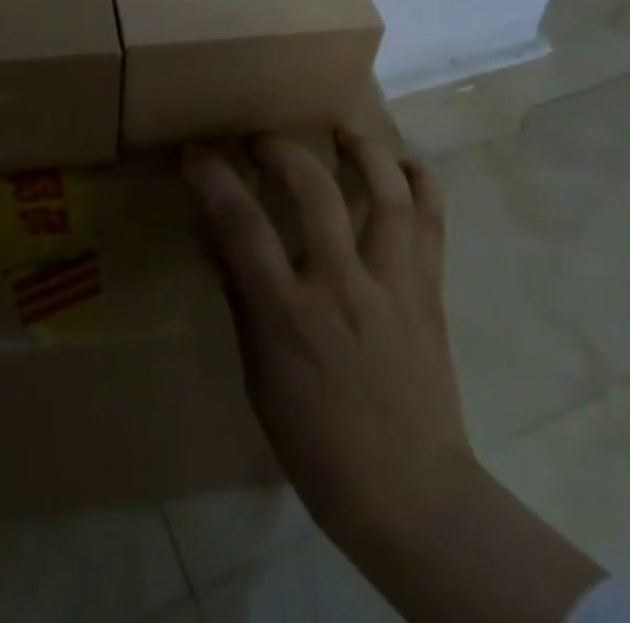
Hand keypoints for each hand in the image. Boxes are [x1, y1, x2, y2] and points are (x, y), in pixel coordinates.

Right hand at [184, 132, 603, 622]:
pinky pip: (433, 225)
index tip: (196, 151)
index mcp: (290, 316)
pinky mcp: (430, 293)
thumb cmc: (318, 444)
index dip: (214, 179)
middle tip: (262, 135)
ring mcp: (393, 286)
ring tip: (341, 130)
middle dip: (282, 149)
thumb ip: (239, 297)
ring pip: (387, 196)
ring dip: (363, 150)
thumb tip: (212, 235)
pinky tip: (405, 164)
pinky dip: (422, 185)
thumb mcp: (259, 377)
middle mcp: (343, 287)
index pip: (243, 227)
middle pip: (315, 192)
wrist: (414, 499)